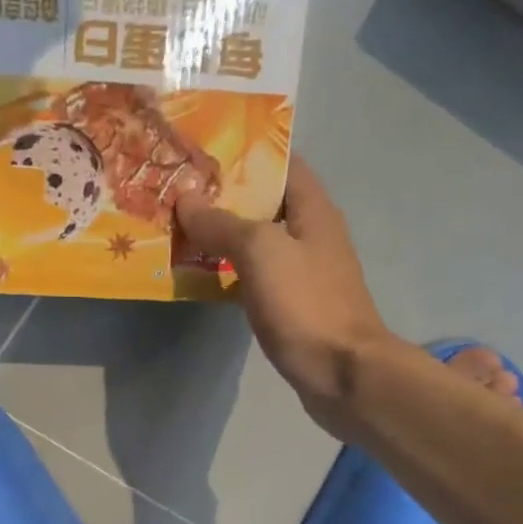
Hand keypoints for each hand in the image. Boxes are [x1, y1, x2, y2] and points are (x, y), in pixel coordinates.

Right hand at [175, 157, 394, 420]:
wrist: (343, 373)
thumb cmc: (306, 304)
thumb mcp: (260, 252)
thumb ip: (223, 222)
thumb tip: (187, 198)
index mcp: (314, 209)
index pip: (282, 163)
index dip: (245, 152)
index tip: (203, 149)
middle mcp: (313, 234)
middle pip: (267, 202)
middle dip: (226, 194)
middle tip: (179, 188)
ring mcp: (305, 271)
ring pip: (259, 240)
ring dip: (225, 233)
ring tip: (181, 225)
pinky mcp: (294, 304)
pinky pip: (257, 274)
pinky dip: (231, 268)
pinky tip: (202, 272)